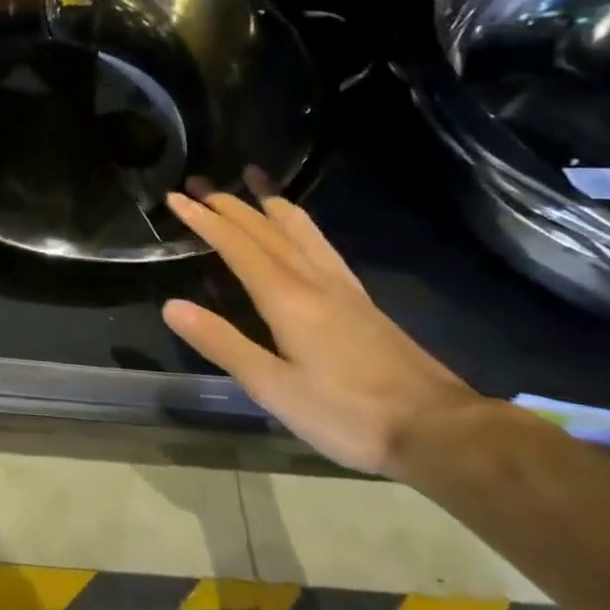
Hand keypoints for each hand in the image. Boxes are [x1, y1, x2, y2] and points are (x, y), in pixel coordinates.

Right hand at [161, 178, 482, 476]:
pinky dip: (299, 223)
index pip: (237, 245)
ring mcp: (342, 287)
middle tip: (197, 184)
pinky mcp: (361, 300)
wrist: (438, 429)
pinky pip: (321, 244)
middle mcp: (314, 279)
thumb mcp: (273, 387)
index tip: (175, 198)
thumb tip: (170, 305)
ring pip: (300, 229)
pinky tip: (301, 230)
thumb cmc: (348, 414)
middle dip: (228, 204)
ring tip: (251, 180)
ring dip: (268, 202)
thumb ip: (222, 343)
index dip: (204, 220)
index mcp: (287, 297)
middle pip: (265, 229)